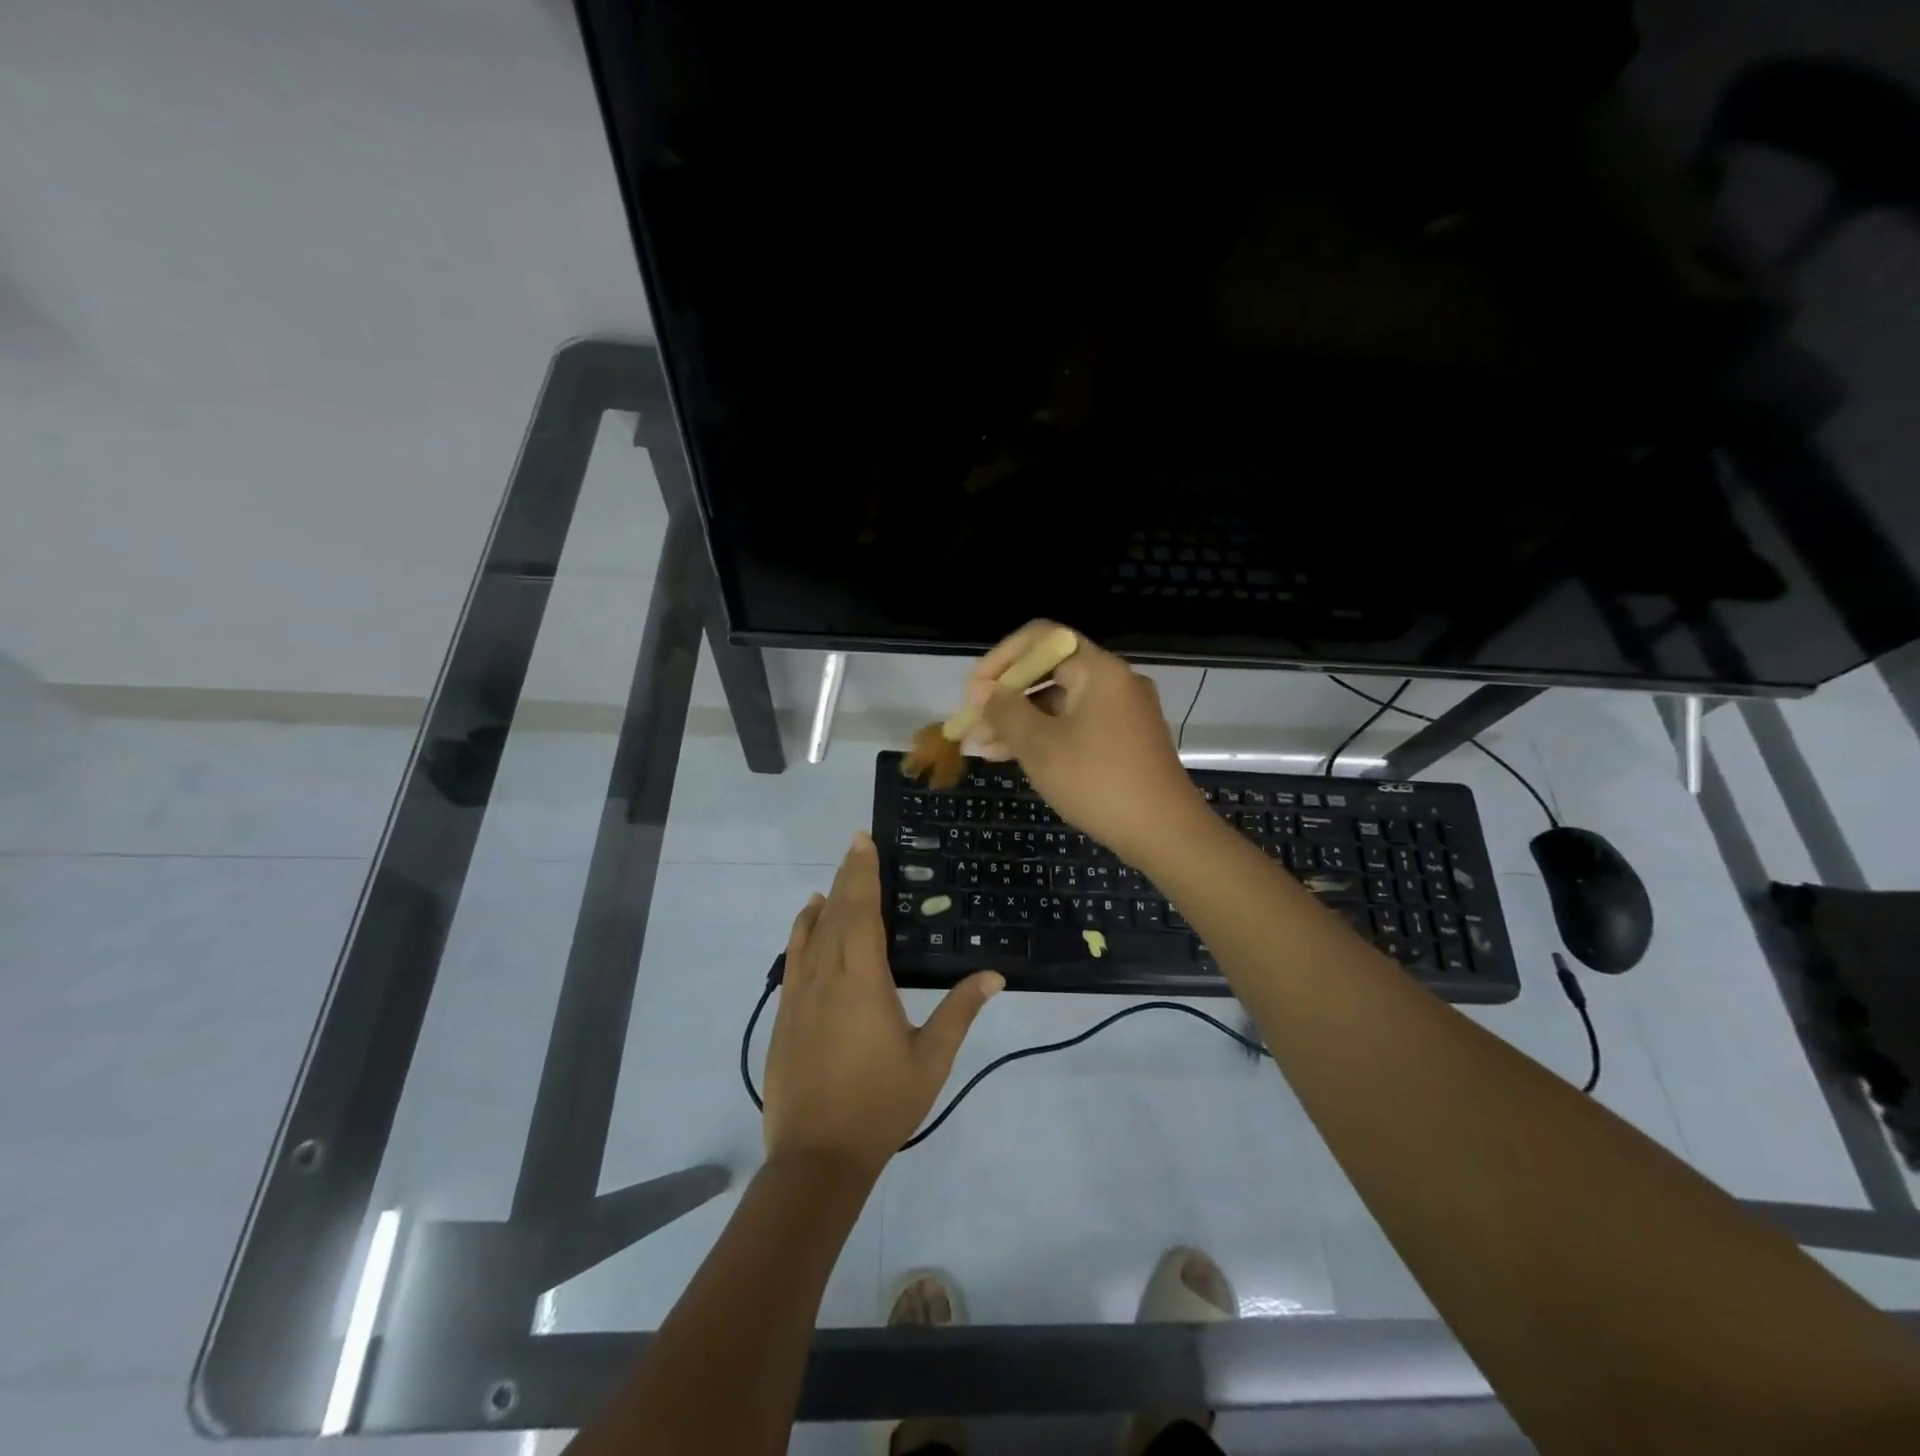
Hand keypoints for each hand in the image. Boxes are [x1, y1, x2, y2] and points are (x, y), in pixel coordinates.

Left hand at [763, 833, 1002, 1178]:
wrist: (816, 1156)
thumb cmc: (880, 1105)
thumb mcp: (931, 1060)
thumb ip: (960, 1011)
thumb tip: (994, 975)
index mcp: (863, 979)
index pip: (863, 911)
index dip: (864, 874)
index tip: (865, 842)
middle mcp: (827, 975)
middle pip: (837, 912)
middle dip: (848, 875)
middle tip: (857, 843)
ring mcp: (800, 993)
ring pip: (811, 931)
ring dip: (826, 900)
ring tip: (838, 878)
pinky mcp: (785, 1012)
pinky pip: (794, 956)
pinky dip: (802, 931)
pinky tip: (809, 922)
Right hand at [966, 621, 1211, 866]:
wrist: (1165, 834)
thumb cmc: (1098, 782)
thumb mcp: (1041, 746)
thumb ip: (1006, 712)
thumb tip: (982, 690)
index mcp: (1098, 670)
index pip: (1041, 638)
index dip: (1002, 658)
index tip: (975, 691)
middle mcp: (1113, 682)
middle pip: (1048, 671)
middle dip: (1005, 696)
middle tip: (972, 723)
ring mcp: (1120, 713)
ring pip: (1058, 704)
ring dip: (1018, 721)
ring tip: (980, 748)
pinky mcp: (1122, 741)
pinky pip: (1074, 726)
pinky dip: (1043, 736)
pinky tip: (1008, 757)